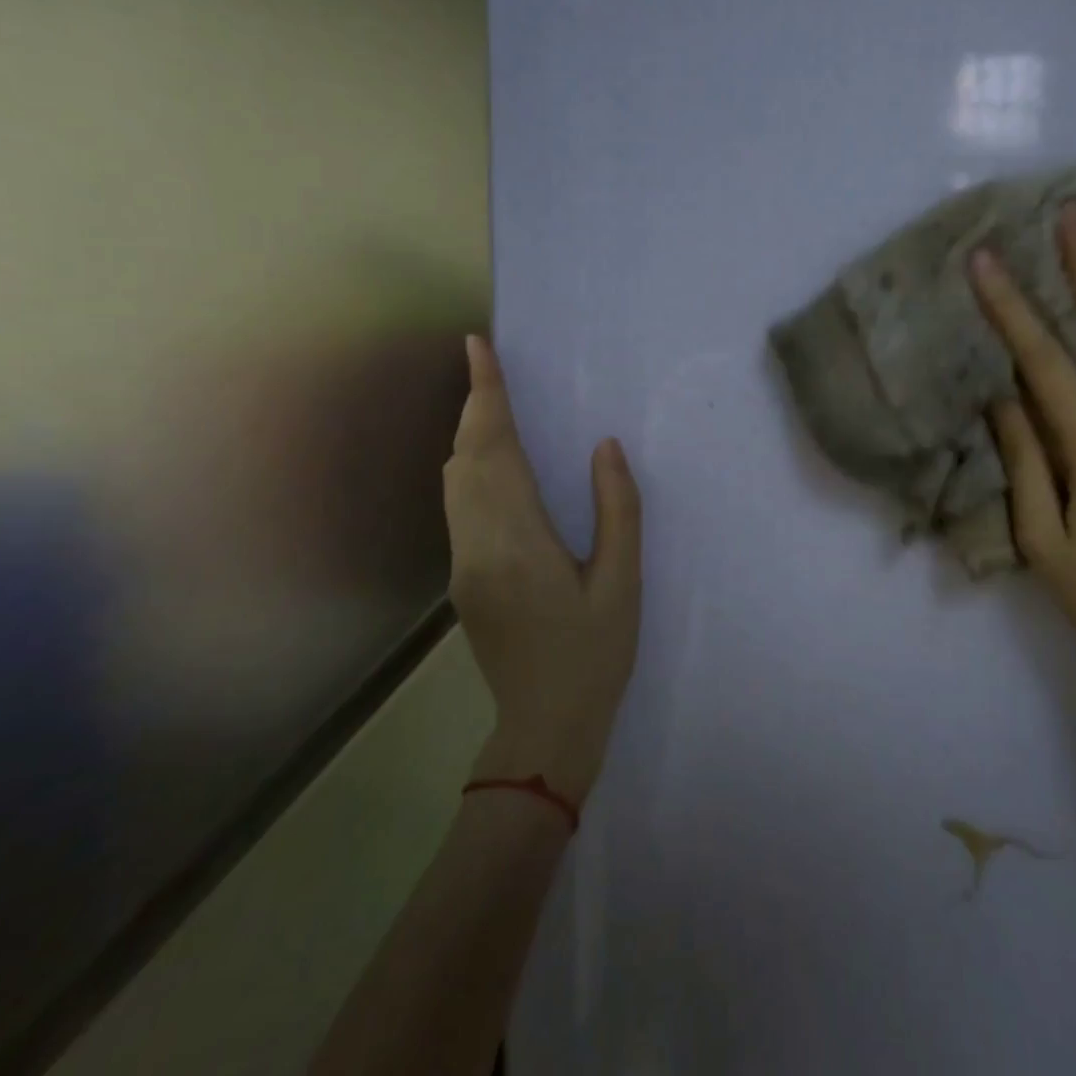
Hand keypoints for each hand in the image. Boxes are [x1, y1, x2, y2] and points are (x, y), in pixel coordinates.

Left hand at [444, 336, 641, 804]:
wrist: (545, 728)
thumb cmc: (595, 654)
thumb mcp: (622, 582)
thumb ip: (616, 509)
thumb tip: (604, 446)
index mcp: (517, 541)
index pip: (494, 449)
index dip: (486, 394)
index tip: (477, 347)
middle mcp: (476, 544)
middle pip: (465, 457)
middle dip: (475, 405)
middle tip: (490, 365)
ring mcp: (462, 563)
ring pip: (454, 480)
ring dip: (470, 435)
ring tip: (495, 403)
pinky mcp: (462, 578)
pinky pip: (459, 504)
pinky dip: (471, 467)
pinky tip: (496, 463)